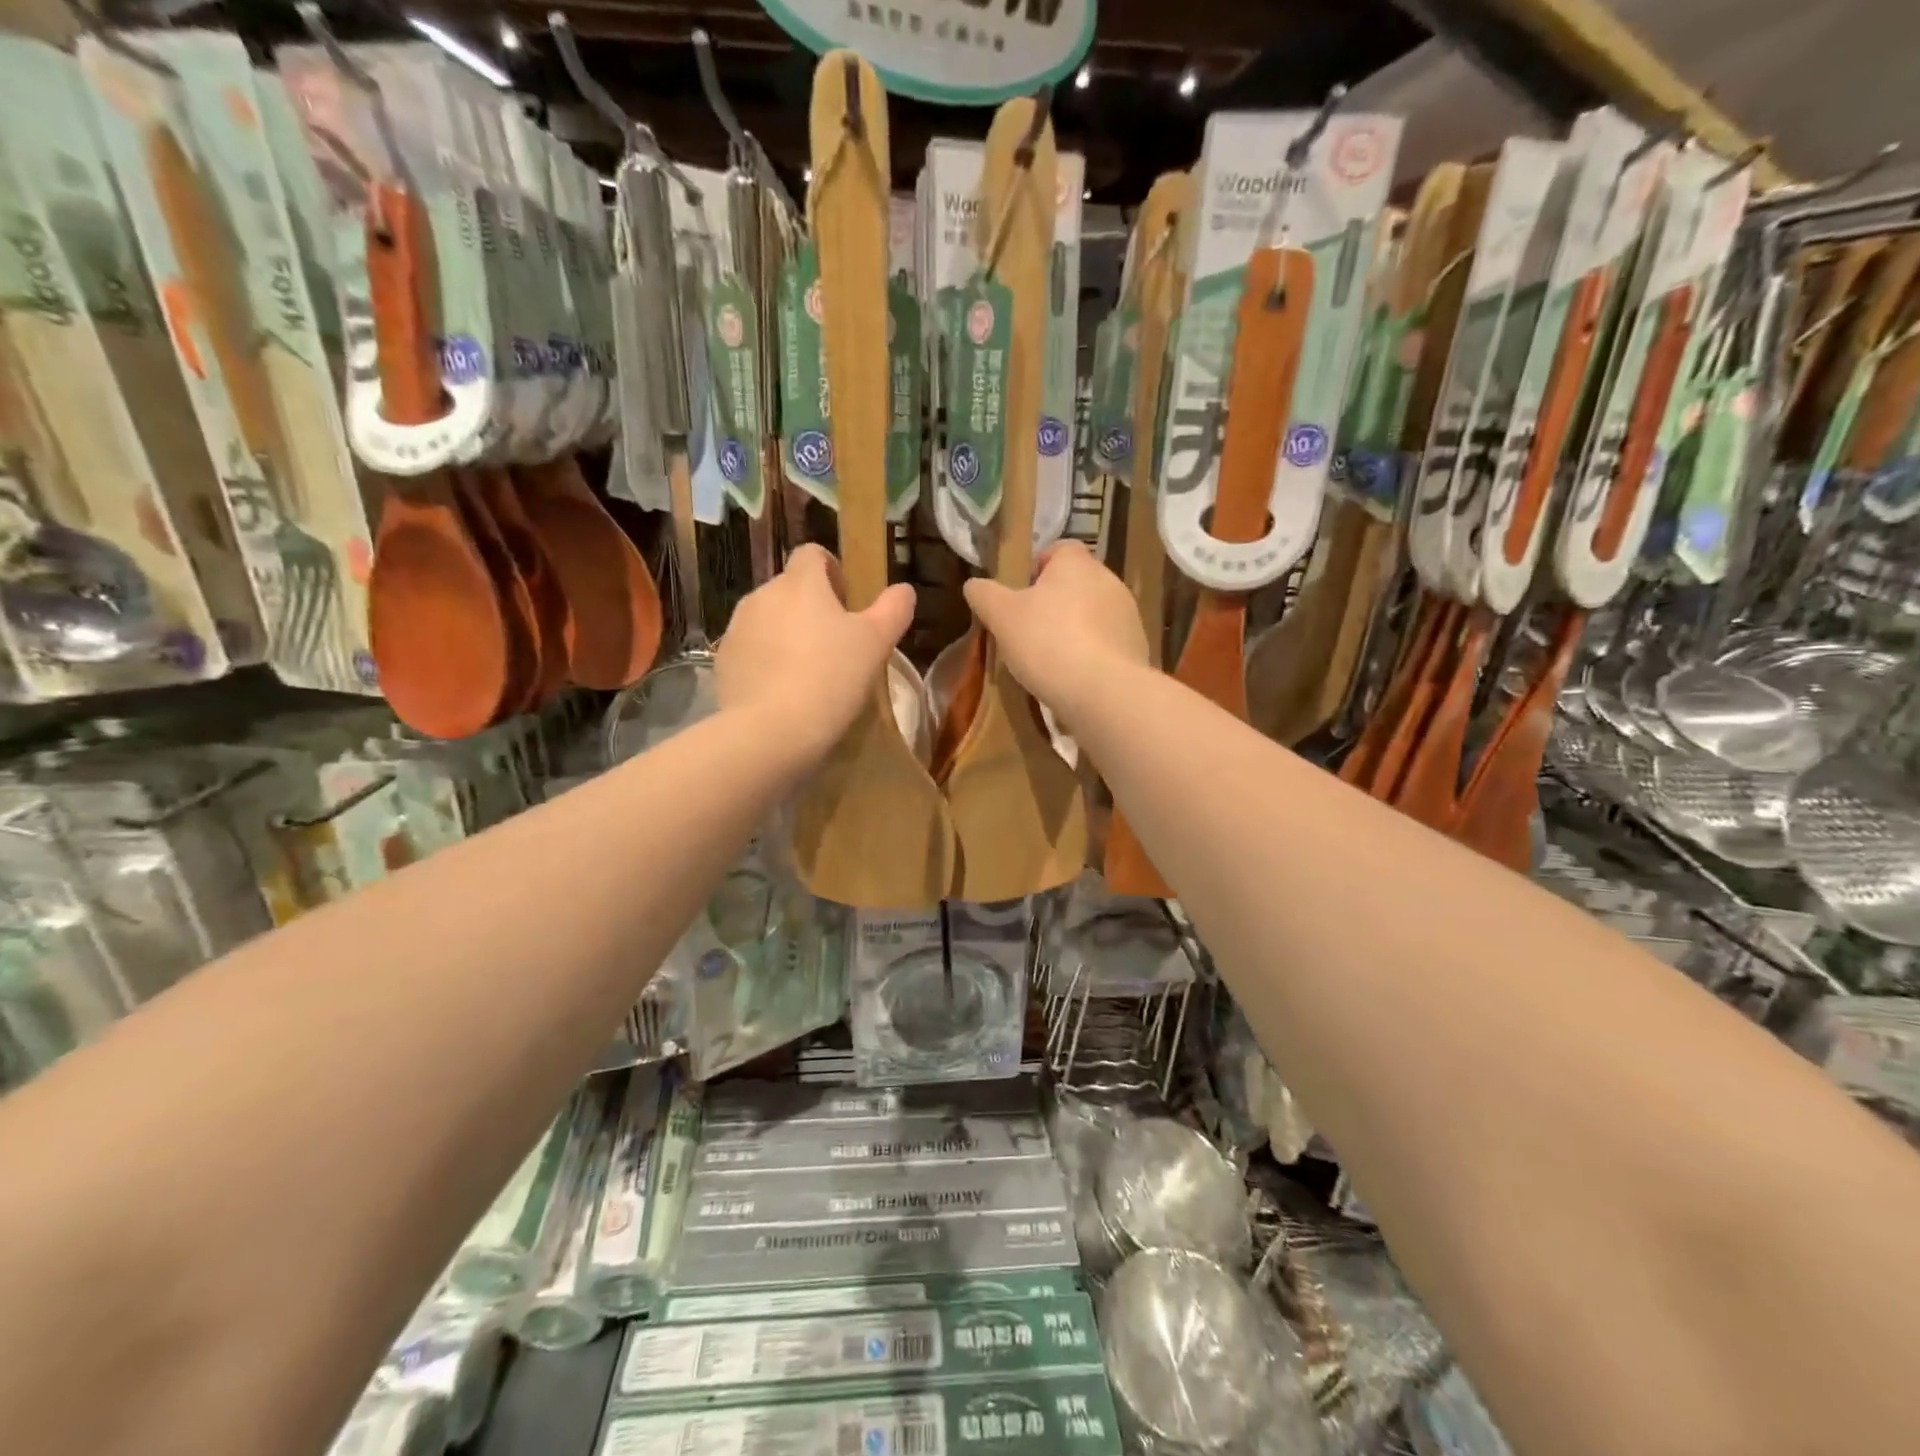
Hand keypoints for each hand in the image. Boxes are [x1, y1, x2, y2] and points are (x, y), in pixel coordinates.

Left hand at [717, 544, 914, 761]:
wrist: (771, 731)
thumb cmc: (831, 677)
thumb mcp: (876, 644)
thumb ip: (893, 610)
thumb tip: (903, 590)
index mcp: (800, 582)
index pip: (812, 554)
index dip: (832, 571)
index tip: (847, 602)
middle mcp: (762, 595)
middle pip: (790, 589)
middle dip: (811, 608)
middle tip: (837, 645)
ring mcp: (737, 628)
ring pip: (768, 620)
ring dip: (788, 634)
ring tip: (809, 672)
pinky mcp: (723, 661)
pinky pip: (751, 650)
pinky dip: (767, 661)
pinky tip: (784, 692)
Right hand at [963, 541, 1147, 721]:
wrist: (1104, 692)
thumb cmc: (1047, 642)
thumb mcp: (1001, 616)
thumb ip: (984, 595)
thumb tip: (973, 584)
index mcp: (1077, 564)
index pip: (1057, 550)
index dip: (1035, 569)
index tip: (1018, 597)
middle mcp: (1109, 581)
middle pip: (1075, 584)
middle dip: (1053, 604)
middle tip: (1027, 631)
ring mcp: (1128, 615)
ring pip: (1092, 615)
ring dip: (1073, 630)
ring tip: (1049, 661)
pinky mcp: (1137, 648)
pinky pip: (1106, 644)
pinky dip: (1090, 655)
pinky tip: (1073, 678)